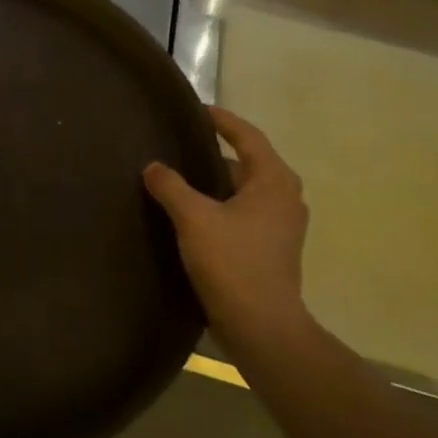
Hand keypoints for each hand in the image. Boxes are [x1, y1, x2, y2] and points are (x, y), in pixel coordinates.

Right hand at [144, 107, 311, 339]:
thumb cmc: (232, 263)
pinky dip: (221, 204)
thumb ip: (171, 186)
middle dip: (217, 152)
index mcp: (273, 182)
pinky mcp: (272, 248)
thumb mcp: (194, 218)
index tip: (197, 111)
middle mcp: (284, 198)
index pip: (248, 137)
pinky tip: (193, 213)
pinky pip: (244, 212)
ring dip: (217, 181)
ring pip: (245, 190)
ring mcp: (281, 226)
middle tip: (183, 144)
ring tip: (182, 177)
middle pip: (248, 162)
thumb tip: (153, 166)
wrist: (261, 326)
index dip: (222, 120)